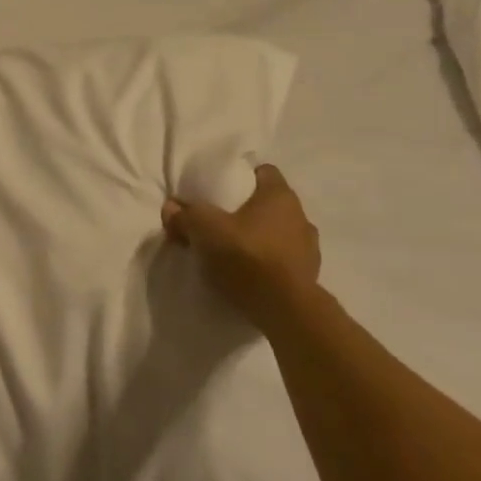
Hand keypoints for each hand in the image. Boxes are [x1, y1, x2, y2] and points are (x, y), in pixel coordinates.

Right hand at [162, 163, 320, 329]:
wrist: (284, 308)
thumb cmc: (246, 255)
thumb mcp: (203, 229)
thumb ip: (185, 215)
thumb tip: (171, 207)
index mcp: (279, 196)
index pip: (263, 172)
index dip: (242, 177)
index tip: (221, 189)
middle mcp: (301, 216)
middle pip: (269, 204)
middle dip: (246, 211)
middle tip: (219, 222)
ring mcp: (309, 248)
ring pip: (278, 232)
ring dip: (259, 238)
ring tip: (233, 251)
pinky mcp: (308, 275)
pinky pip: (283, 260)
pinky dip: (267, 262)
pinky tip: (248, 273)